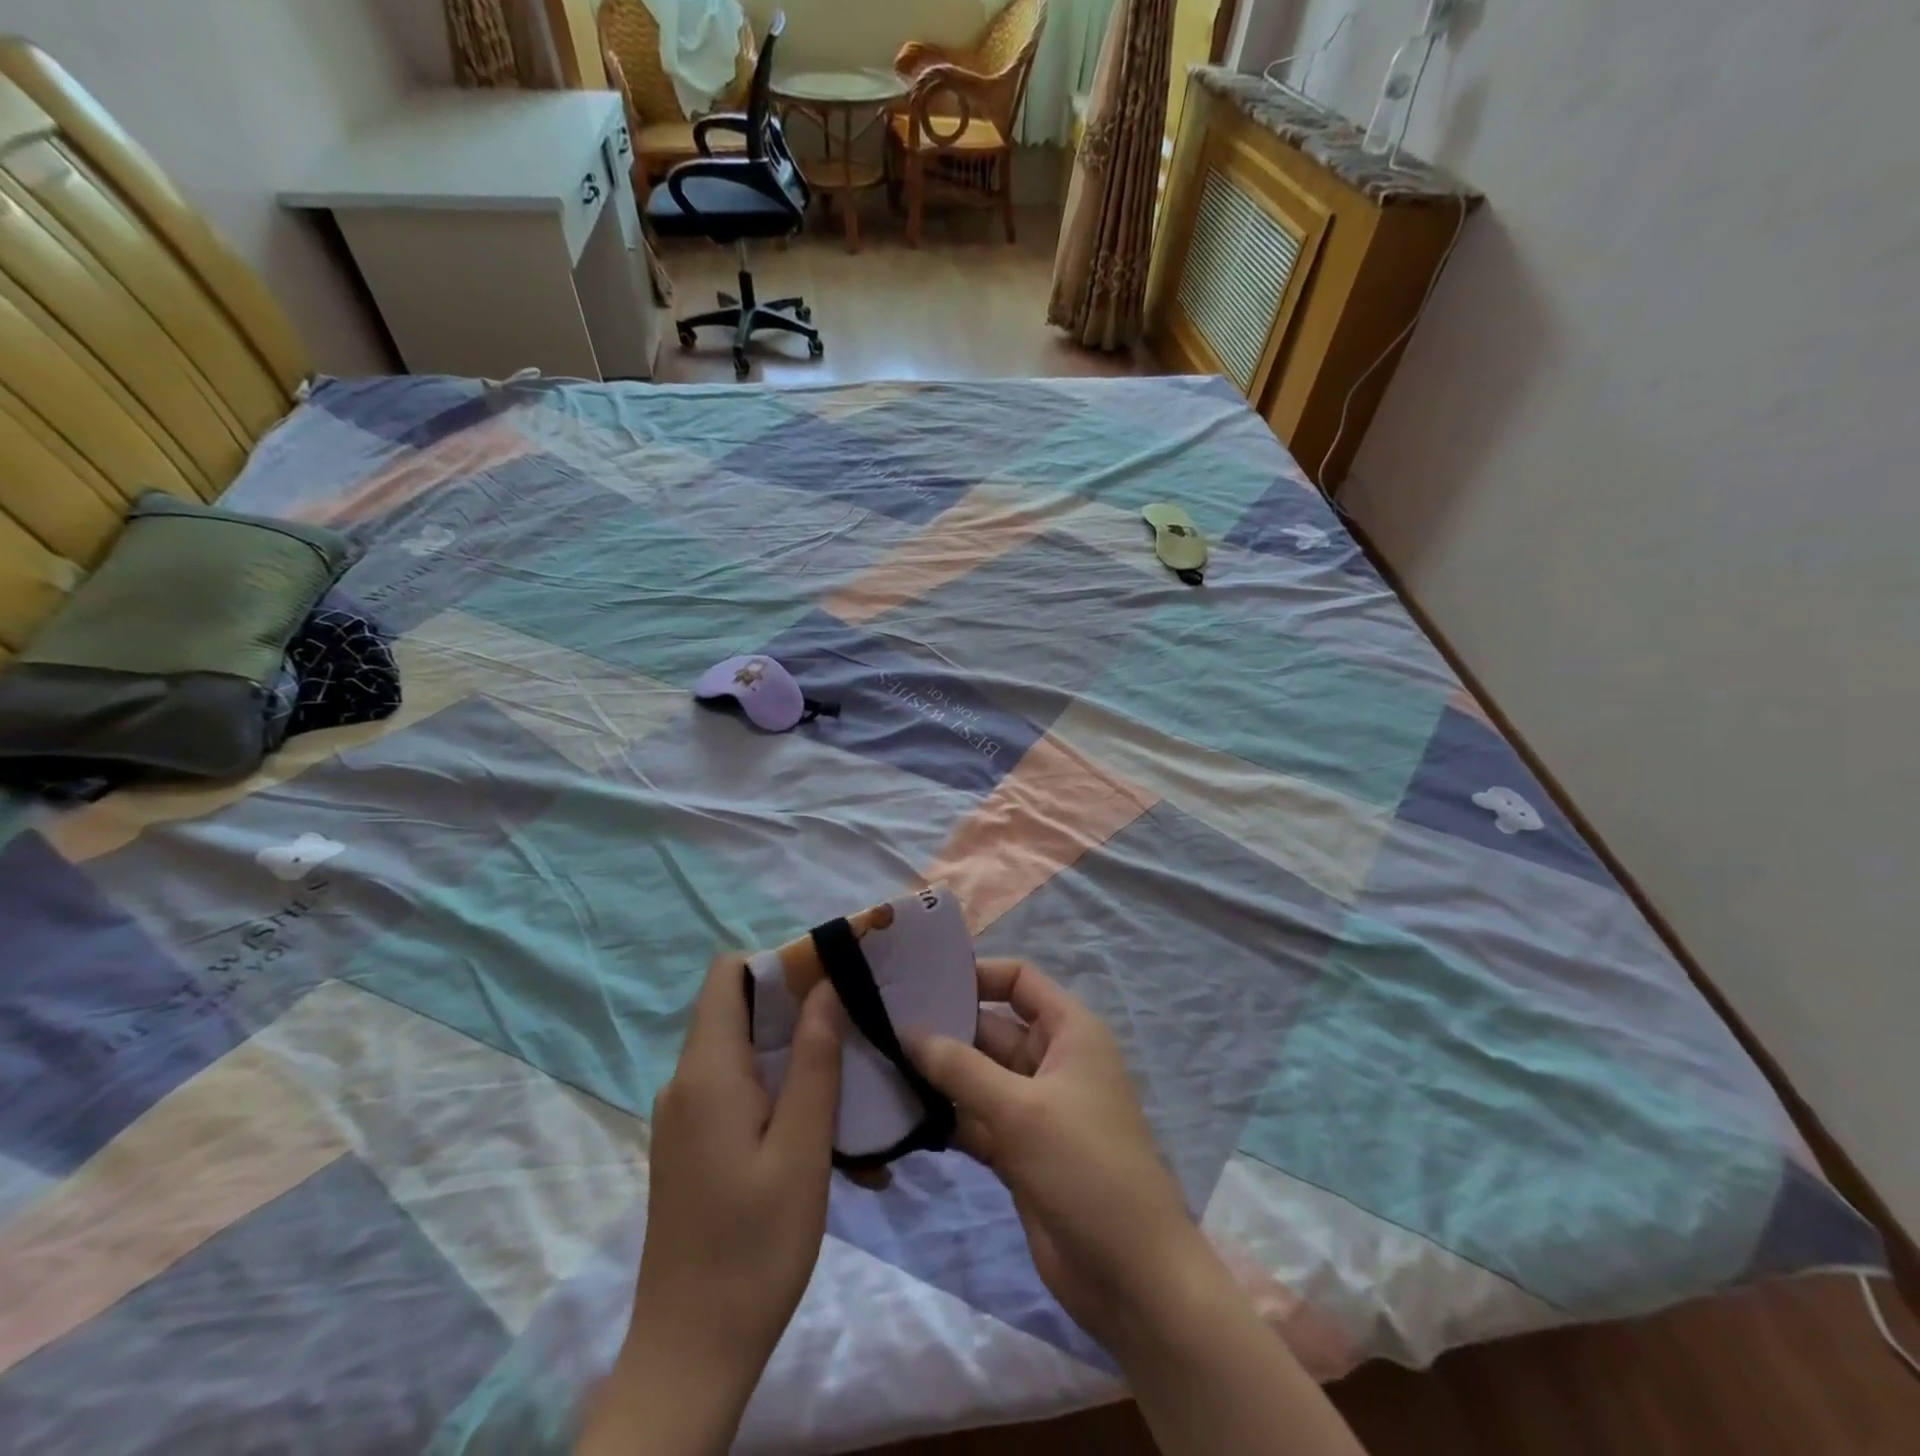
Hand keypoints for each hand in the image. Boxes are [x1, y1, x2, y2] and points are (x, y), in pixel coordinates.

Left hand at [577, 955, 841, 1455]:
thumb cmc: (754, 1247)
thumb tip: (825, 986)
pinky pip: (736, 1089)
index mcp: (707, 1072)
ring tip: (850, 1077)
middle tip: (855, 1021)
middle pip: (738, 1008)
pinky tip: (821, 1127)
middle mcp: (685, 1081)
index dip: (777, 961)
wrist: (690, 1355)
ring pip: (743, 1050)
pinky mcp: (691, 1144)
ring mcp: (684, 1115)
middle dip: (797, 1004)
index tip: (830, 974)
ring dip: (794, 1052)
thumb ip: (815, 1060)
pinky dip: (778, 1088)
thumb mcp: (802, 1149)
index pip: (727, 973)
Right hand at [907, 959, 1211, 1353]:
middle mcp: (1051, 1060)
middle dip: (944, 1027)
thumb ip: (961, 1068)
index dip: (976, 974)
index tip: (922, 980)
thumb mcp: (1020, 1110)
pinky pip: (976, 1119)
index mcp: (1069, 1031)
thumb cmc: (1085, 1168)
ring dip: (938, 1074)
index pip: (1019, 980)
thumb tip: (909, 1031)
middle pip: (991, 1028)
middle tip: (882, 1024)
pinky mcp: (1020, 1151)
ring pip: (978, 1076)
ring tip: (879, 1063)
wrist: (1131, 1276)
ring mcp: (1034, 1108)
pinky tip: (901, 1114)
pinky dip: (946, 1116)